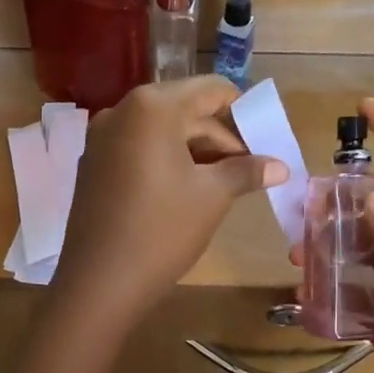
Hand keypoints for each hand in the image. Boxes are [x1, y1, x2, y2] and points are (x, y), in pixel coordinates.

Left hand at [54, 77, 285, 325]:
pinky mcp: (92, 165)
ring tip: (223, 184)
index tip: (264, 136)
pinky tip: (185, 190)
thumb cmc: (162, 230)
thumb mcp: (212, 197)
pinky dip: (165, 161)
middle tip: (249, 169)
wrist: (99, 282)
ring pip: (160, 132)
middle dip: (219, 137)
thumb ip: (247, 171)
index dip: (241, 110)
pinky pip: (138, 150)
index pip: (209, 90)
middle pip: (183, 111)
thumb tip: (281, 166)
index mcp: (152, 107)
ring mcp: (101, 139)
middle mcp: (121, 111)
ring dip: (194, 151)